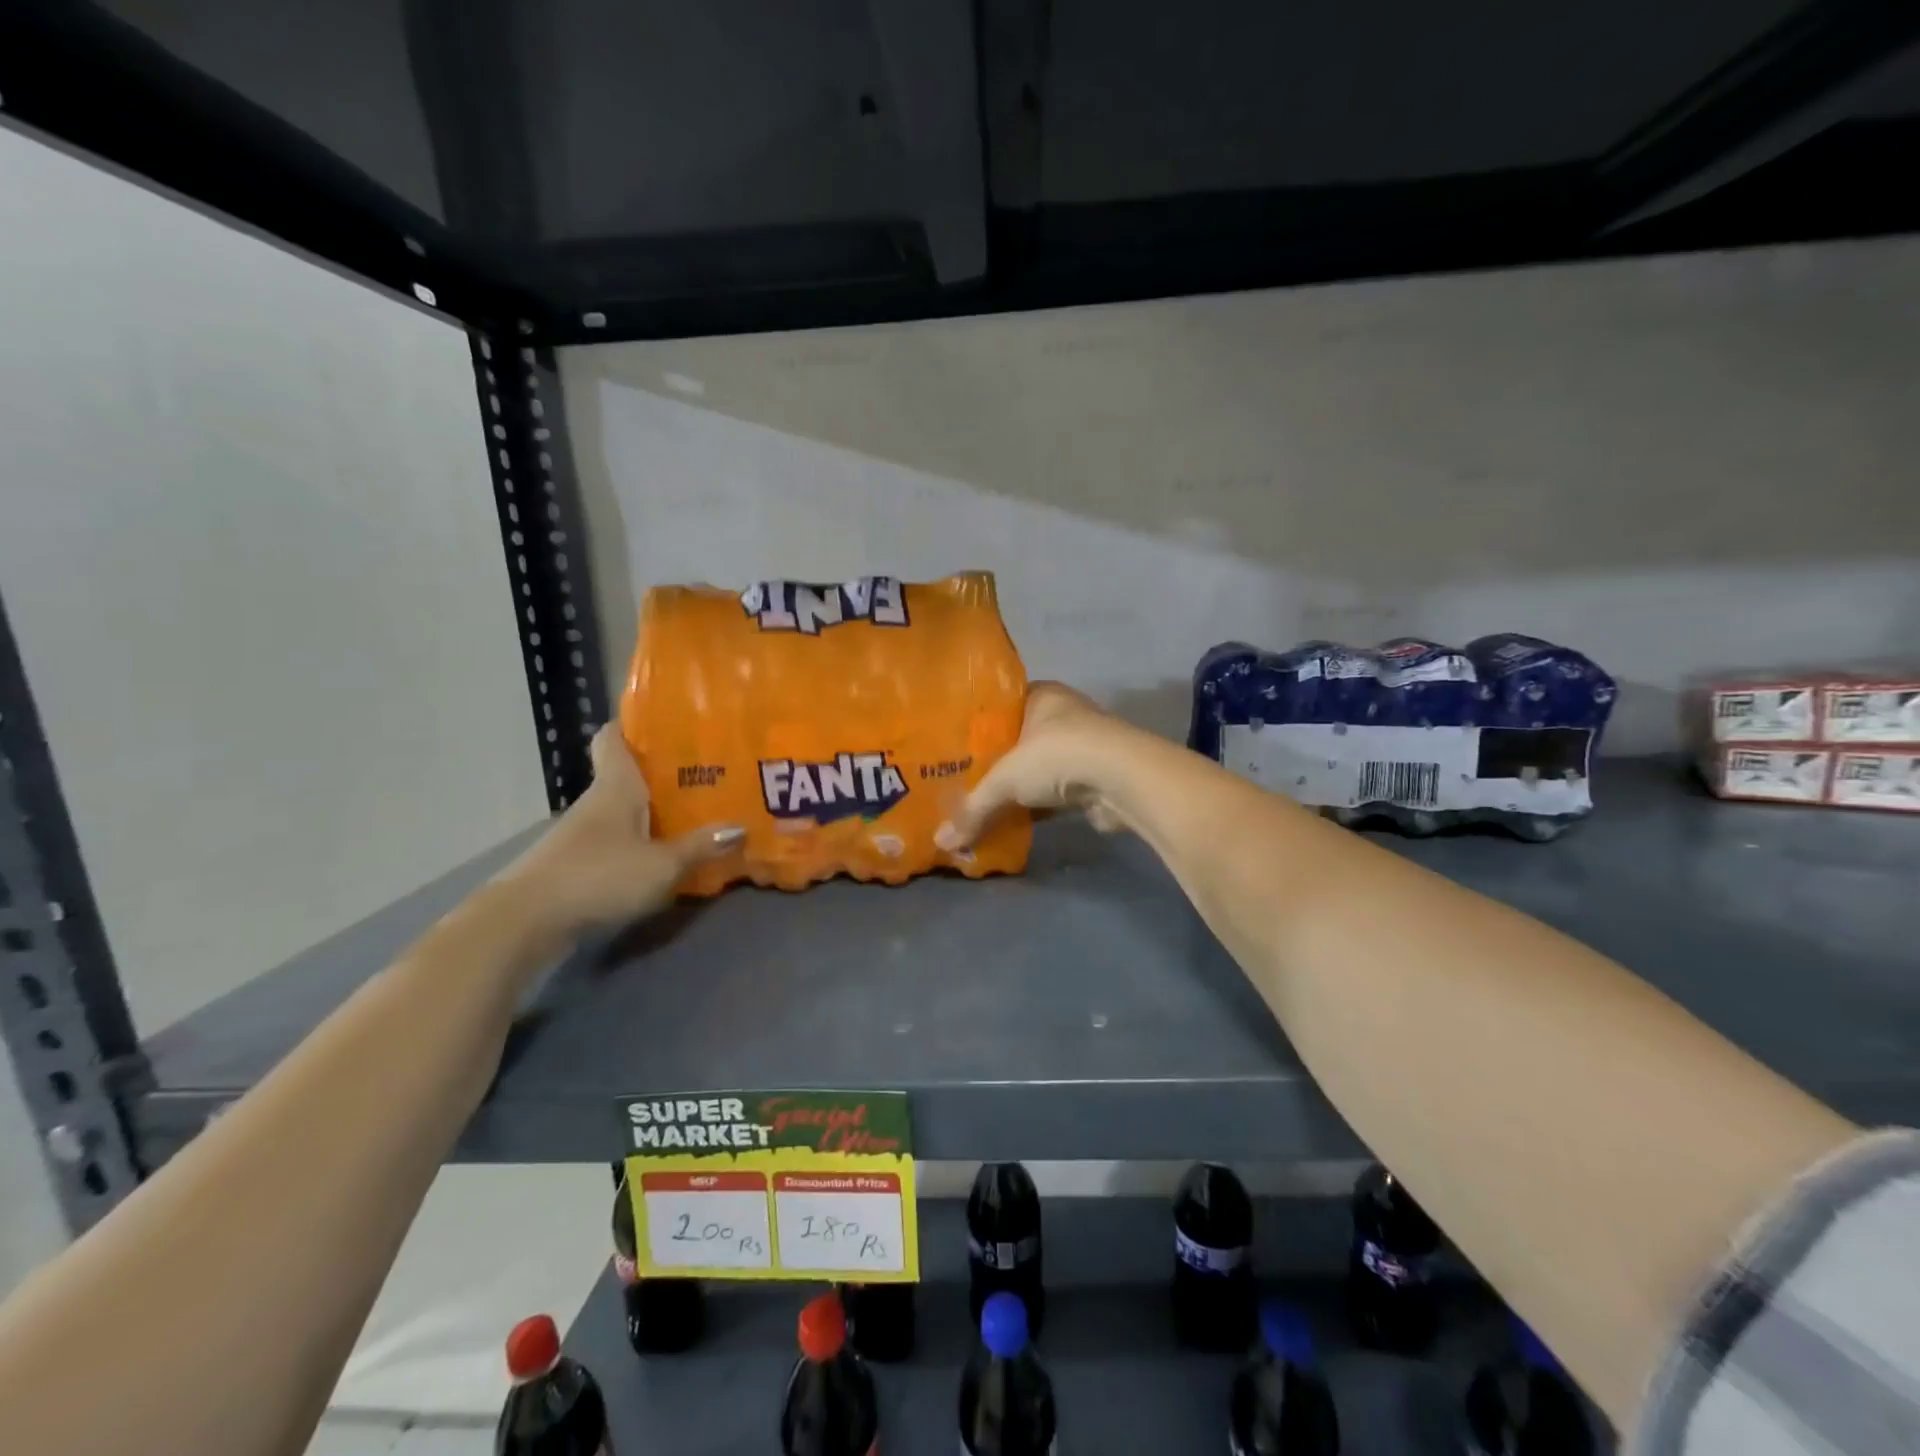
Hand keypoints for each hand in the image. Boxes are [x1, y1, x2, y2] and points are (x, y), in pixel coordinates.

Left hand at [509, 726, 742, 933]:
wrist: (526, 922)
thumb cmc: (598, 875)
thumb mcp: (661, 864)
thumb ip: (700, 846)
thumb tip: (740, 827)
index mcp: (615, 786)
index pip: (613, 737)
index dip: (634, 724)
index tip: (667, 721)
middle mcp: (597, 802)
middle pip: (627, 776)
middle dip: (664, 774)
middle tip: (709, 773)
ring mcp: (583, 835)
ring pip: (625, 811)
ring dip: (654, 813)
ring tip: (697, 815)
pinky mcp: (577, 865)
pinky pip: (618, 843)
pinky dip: (641, 844)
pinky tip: (667, 857)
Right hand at [936, 681, 1135, 849]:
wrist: (1122, 781)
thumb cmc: (1057, 756)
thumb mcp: (1005, 779)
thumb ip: (972, 809)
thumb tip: (941, 842)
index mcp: (1041, 696)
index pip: (1001, 706)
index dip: (977, 726)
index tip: (952, 746)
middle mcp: (1063, 716)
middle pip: (1018, 740)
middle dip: (994, 762)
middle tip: (960, 780)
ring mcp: (1082, 748)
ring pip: (1037, 768)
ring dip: (1017, 787)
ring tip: (981, 804)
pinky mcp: (1093, 779)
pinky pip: (1054, 793)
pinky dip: (1037, 807)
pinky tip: (1013, 820)